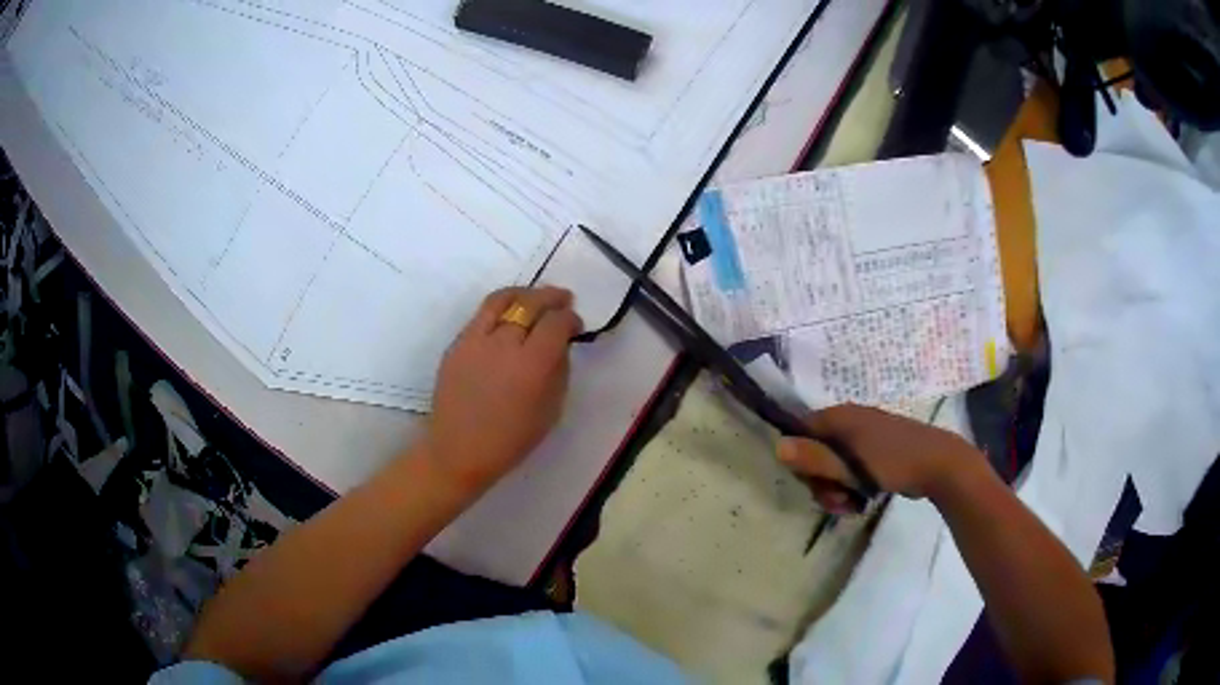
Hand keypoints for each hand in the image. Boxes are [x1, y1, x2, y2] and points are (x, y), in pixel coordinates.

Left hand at [422, 286, 581, 495]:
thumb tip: (560, 345)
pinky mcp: (456, 344)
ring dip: (523, 294)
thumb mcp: (551, 411)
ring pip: (502, 299)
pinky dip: (500, 308)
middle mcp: (504, 344)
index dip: (570, 318)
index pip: (556, 323)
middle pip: (530, 303)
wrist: (459, 451)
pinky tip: (508, 317)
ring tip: (534, 298)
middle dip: (551, 297)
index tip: (575, 325)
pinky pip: (481, 315)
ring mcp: (476, 341)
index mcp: (533, 365)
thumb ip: (559, 371)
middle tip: (563, 300)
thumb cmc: (511, 440)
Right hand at [777, 404, 983, 511]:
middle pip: (816, 452)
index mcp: (840, 417)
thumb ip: (815, 458)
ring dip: (836, 488)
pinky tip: (860, 501)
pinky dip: (851, 486)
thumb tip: (778, 447)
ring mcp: (864, 437)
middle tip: (836, 501)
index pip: (801, 432)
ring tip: (851, 505)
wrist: (939, 464)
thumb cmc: (894, 461)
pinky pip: (851, 468)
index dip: (800, 459)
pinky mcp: (876, 452)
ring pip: (833, 464)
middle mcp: (849, 421)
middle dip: (821, 481)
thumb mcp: (851, 465)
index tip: (812, 482)